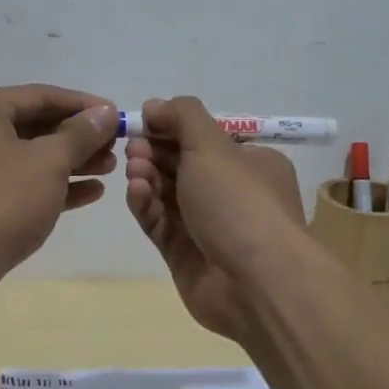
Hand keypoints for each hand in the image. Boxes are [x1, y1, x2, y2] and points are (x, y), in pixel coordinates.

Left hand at [0, 85, 118, 294]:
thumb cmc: (0, 200)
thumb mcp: (49, 161)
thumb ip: (81, 134)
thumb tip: (104, 112)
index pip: (40, 96)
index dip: (83, 106)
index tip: (117, 115)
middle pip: (32, 126)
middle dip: (77, 138)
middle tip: (115, 147)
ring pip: (25, 157)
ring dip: (68, 162)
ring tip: (110, 170)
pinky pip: (14, 183)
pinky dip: (48, 185)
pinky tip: (88, 194)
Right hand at [124, 96, 307, 341]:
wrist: (255, 282)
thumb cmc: (239, 202)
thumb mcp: (213, 145)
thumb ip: (182, 117)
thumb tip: (154, 105)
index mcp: (251, 164)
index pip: (206, 139)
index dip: (173, 128)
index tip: (144, 122)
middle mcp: (232, 194)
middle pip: (183, 165)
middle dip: (155, 152)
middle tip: (133, 148)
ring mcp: (208, 227)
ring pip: (168, 195)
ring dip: (148, 177)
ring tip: (134, 169)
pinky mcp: (185, 256)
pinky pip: (160, 224)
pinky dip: (147, 205)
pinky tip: (137, 192)